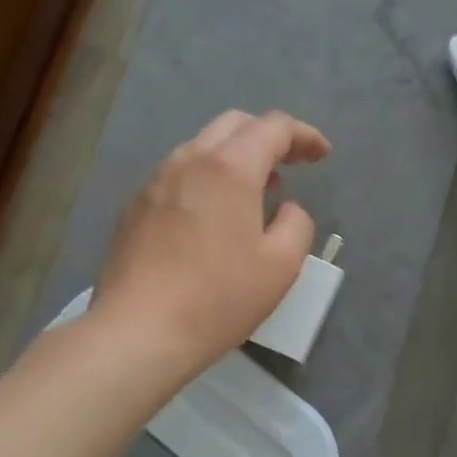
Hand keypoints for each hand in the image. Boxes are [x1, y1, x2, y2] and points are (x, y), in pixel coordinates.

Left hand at [91, 109, 330, 375]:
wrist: (139, 332)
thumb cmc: (219, 298)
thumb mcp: (282, 265)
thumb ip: (296, 223)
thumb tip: (285, 208)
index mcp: (229, 168)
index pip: (273, 127)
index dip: (303, 135)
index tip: (321, 155)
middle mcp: (188, 161)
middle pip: (233, 125)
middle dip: (267, 137)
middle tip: (289, 167)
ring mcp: (154, 182)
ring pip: (201, 148)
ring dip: (234, 158)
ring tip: (253, 194)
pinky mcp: (134, 208)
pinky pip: (178, 176)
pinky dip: (205, 180)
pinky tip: (212, 218)